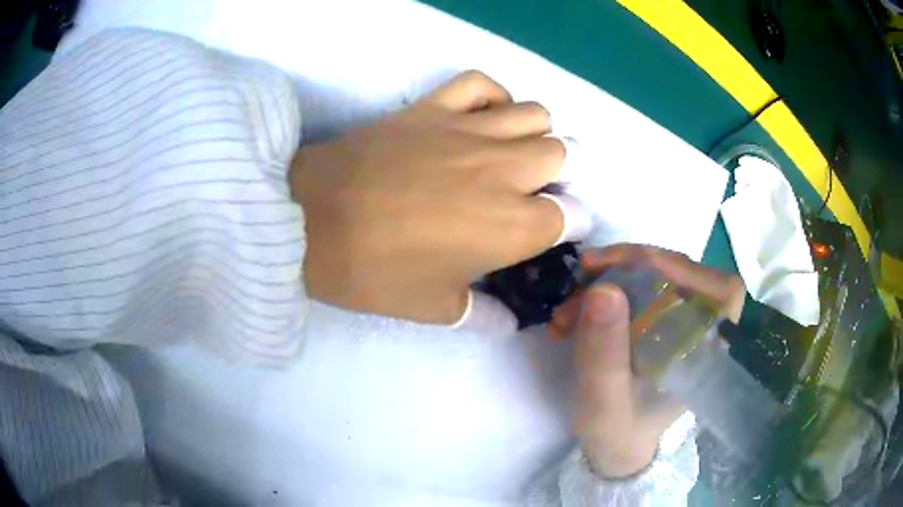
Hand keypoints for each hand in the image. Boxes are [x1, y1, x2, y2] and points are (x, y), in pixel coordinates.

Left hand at [291, 71, 586, 324]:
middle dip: (562, 173)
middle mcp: (504, 170)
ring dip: (538, 133)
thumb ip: (482, 316)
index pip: (572, 215)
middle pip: (565, 154)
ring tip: (515, 152)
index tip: (555, 228)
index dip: (572, 222)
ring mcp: (469, 130)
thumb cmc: (373, 272)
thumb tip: (509, 323)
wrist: (308, 222)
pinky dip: (493, 95)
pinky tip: (483, 116)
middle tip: (535, 190)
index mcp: (512, 226)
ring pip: (536, 113)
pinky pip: (482, 83)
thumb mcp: (433, 309)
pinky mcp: (433, 106)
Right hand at [551, 244, 744, 477]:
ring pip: (657, 275)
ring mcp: (683, 322)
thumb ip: (605, 355)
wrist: (614, 447)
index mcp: (707, 353)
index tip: (622, 266)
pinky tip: (576, 311)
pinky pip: (642, 287)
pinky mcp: (663, 319)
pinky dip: (606, 290)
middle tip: (579, 282)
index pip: (720, 291)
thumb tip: (602, 288)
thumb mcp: (604, 404)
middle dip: (627, 269)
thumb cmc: (617, 434)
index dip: (679, 267)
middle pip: (682, 273)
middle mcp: (702, 330)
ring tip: (567, 310)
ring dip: (610, 280)